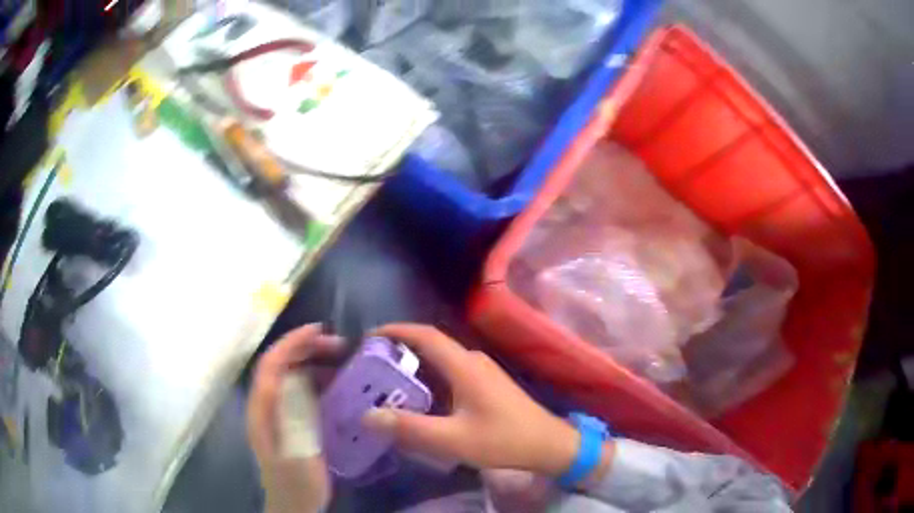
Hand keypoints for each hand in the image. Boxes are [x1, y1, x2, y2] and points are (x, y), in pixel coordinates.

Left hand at [247, 324, 340, 512]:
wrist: (295, 508)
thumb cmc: (296, 483)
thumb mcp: (297, 452)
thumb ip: (295, 417)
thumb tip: (297, 376)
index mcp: (262, 408)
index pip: (271, 363)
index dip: (291, 342)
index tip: (320, 330)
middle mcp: (266, 406)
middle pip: (281, 366)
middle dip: (307, 349)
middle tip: (341, 348)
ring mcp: (278, 415)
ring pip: (293, 378)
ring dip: (315, 365)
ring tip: (344, 365)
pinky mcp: (291, 425)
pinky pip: (303, 394)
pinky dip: (320, 384)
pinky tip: (340, 391)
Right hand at [362, 324, 584, 476]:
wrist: (547, 443)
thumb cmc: (502, 439)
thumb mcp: (452, 439)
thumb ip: (410, 428)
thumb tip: (369, 416)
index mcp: (464, 366)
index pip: (425, 335)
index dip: (396, 331)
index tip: (369, 338)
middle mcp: (472, 360)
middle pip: (431, 345)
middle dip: (400, 350)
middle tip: (371, 365)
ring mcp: (482, 371)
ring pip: (441, 360)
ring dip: (415, 365)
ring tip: (388, 381)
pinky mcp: (487, 383)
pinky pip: (451, 372)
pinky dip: (430, 378)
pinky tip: (420, 398)